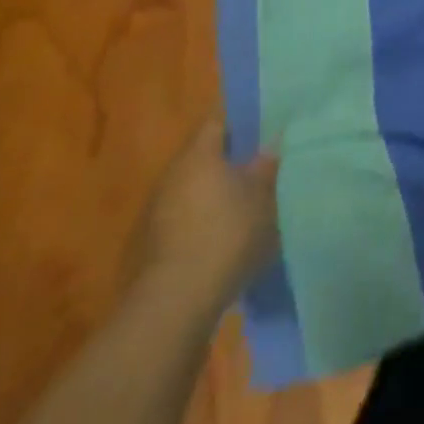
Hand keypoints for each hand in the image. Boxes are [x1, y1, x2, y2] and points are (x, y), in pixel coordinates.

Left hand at [127, 122, 279, 317]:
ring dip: (216, 191)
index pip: (218, 120)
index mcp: (198, 154)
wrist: (174, 304)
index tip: (264, 123)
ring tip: (246, 202)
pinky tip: (224, 236)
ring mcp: (156, 211)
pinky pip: (184, 217)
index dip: (241, 119)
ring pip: (193, 187)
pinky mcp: (151, 245)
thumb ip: (267, 166)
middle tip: (262, 163)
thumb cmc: (225, 235)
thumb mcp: (262, 197)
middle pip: (204, 154)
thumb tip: (273, 142)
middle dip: (231, 158)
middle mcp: (172, 174)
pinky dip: (203, 219)